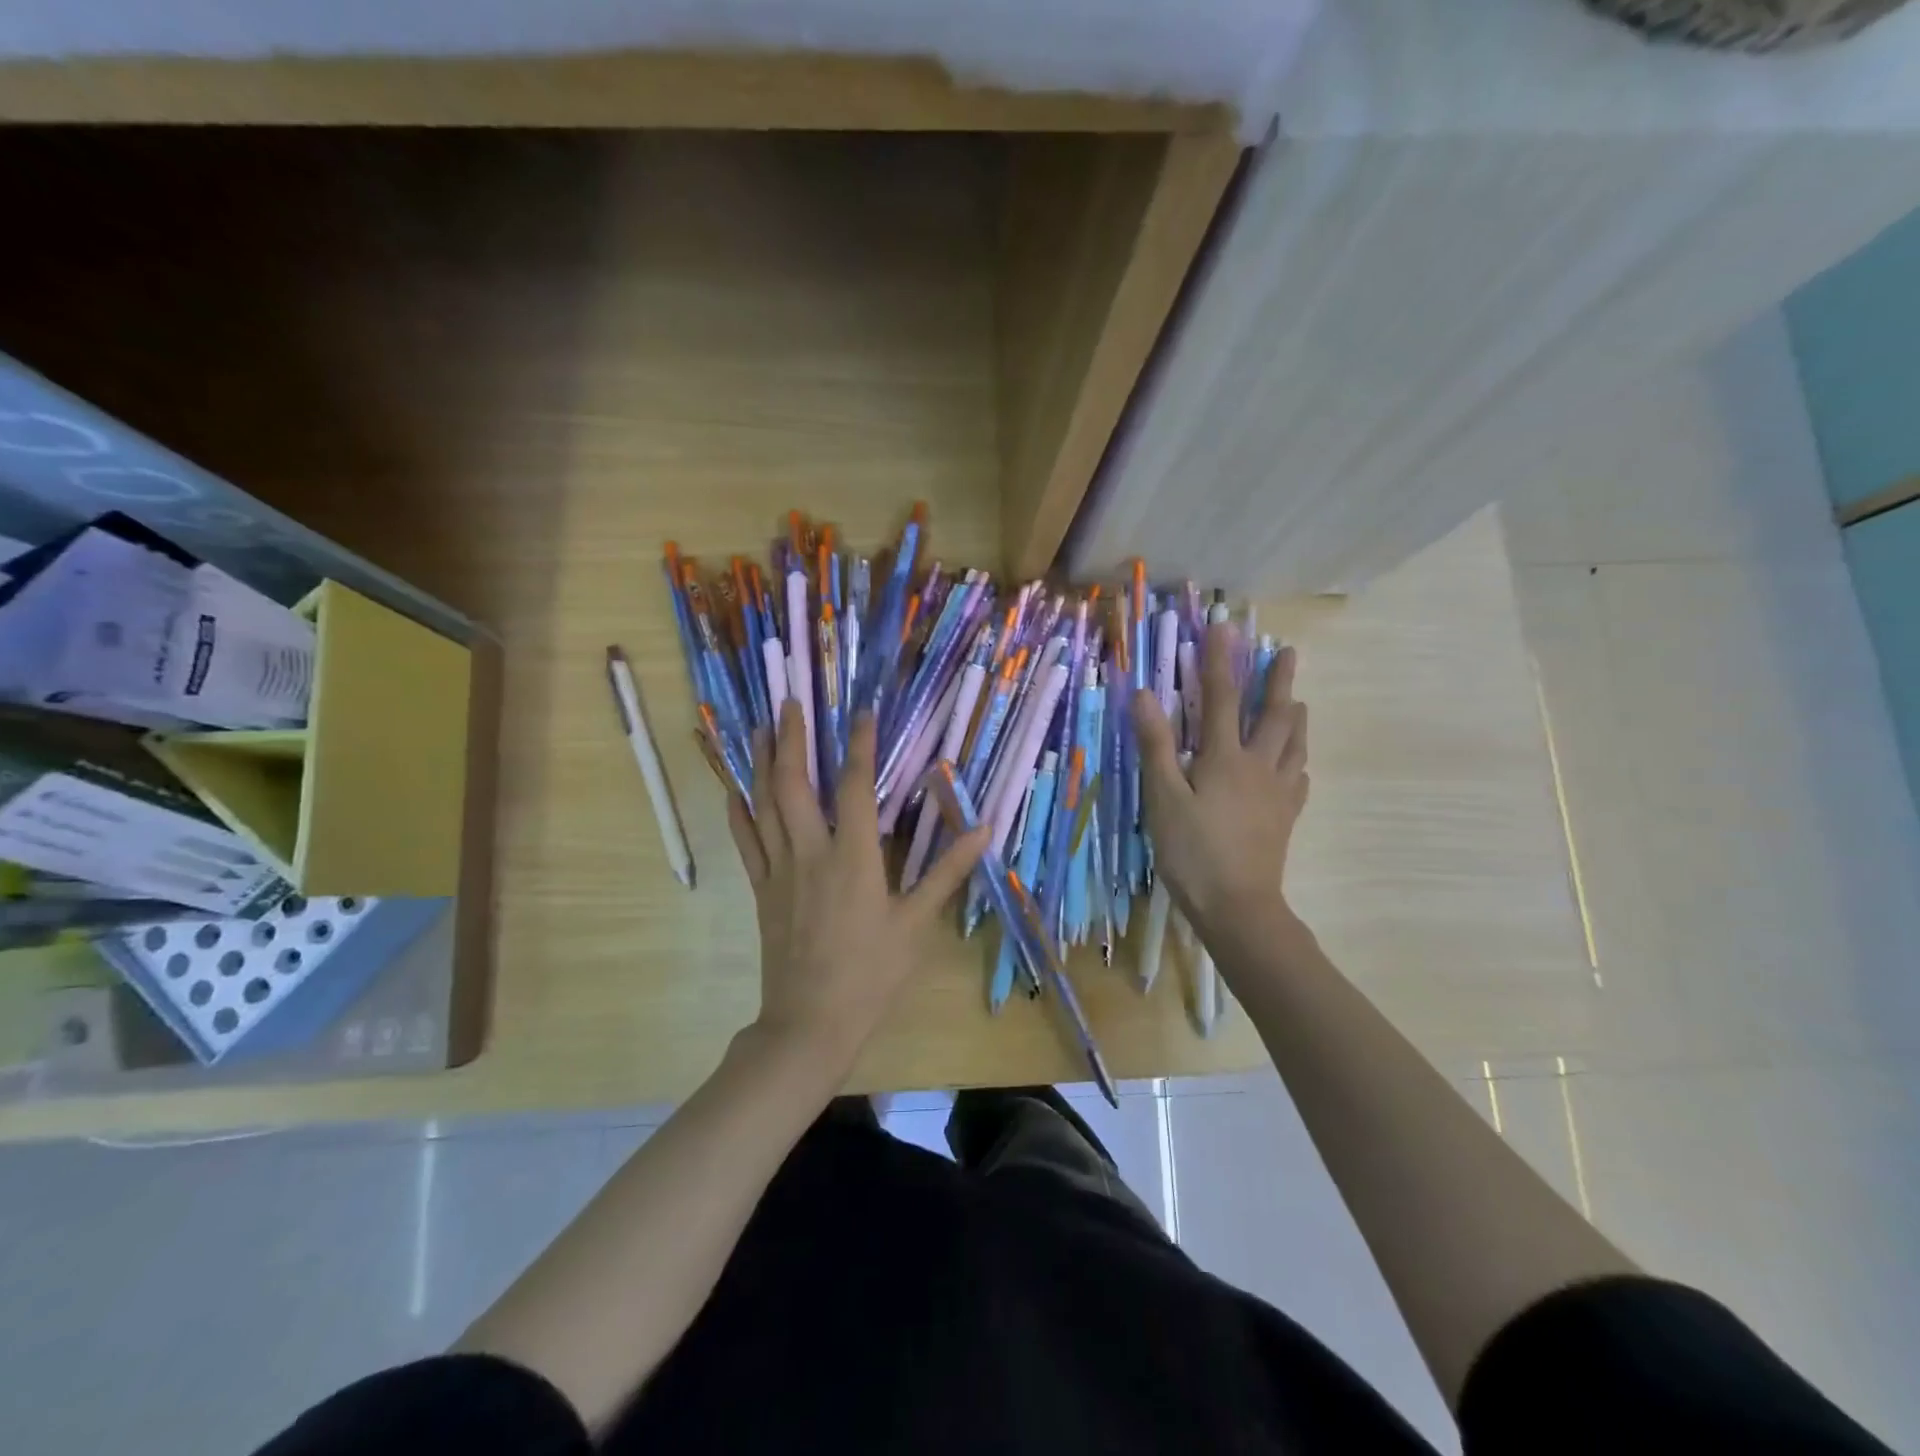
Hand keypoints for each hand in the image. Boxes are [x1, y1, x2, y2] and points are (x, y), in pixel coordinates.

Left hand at [725, 700, 988, 1082]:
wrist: (810, 1022)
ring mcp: (779, 870)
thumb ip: (948, 872)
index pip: (855, 787)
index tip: (863, 712)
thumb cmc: (871, 973)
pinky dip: (739, 811)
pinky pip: (746, 841)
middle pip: (793, 784)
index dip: (860, 745)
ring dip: (759, 763)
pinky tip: (734, 790)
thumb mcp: (917, 924)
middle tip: (789, 703)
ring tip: (758, 728)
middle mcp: (810, 852)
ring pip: (763, 805)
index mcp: (853, 858)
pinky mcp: (761, 889)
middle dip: (790, 739)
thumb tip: (984, 830)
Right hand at [1131, 627, 1308, 940]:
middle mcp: (1258, 766)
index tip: (1224, 627)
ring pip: (1293, 745)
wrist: (1238, 906)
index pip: (1221, 698)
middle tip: (1287, 652)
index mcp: (1225, 758)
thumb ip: (1156, 745)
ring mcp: (1277, 793)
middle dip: (1277, 680)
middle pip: (1273, 715)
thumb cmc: (1193, 851)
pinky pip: (1298, 780)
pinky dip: (1298, 762)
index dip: (1219, 660)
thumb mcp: (1164, 797)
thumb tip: (1145, 694)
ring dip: (1295, 717)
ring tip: (1299, 701)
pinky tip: (1298, 766)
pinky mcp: (1285, 818)